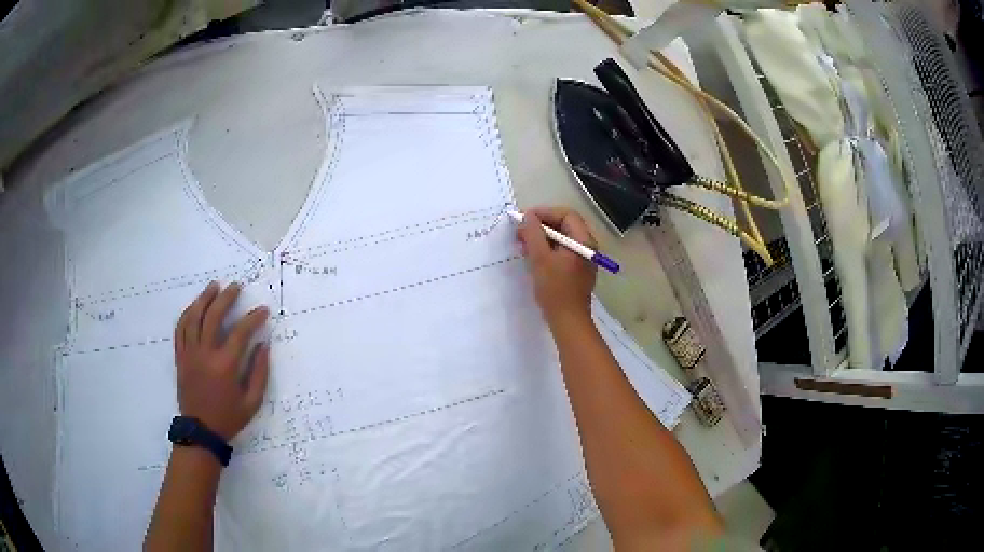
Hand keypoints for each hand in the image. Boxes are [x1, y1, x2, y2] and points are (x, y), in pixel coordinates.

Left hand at [174, 282, 270, 440]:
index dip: (253, 319)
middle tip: (236, 287)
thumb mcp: (252, 402)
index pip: (241, 333)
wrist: (200, 431)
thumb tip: (263, 345)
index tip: (263, 311)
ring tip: (214, 287)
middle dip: (226, 298)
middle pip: (213, 316)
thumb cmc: (228, 418)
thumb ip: (259, 372)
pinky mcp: (180, 357)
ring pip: (193, 317)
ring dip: (204, 299)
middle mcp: (205, 354)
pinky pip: (180, 329)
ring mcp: (189, 354)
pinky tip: (194, 306)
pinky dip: (187, 314)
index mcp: (225, 366)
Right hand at [517, 206, 597, 326]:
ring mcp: (582, 260)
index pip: (566, 215)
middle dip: (541, 225)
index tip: (525, 219)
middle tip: (521, 232)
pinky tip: (532, 258)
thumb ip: (533, 234)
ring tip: (523, 245)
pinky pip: (561, 253)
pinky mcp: (575, 271)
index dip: (545, 213)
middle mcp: (586, 247)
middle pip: (564, 225)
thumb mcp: (540, 258)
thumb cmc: (555, 289)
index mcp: (583, 241)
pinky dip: (546, 250)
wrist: (568, 321)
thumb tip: (528, 216)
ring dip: (541, 238)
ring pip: (561, 240)